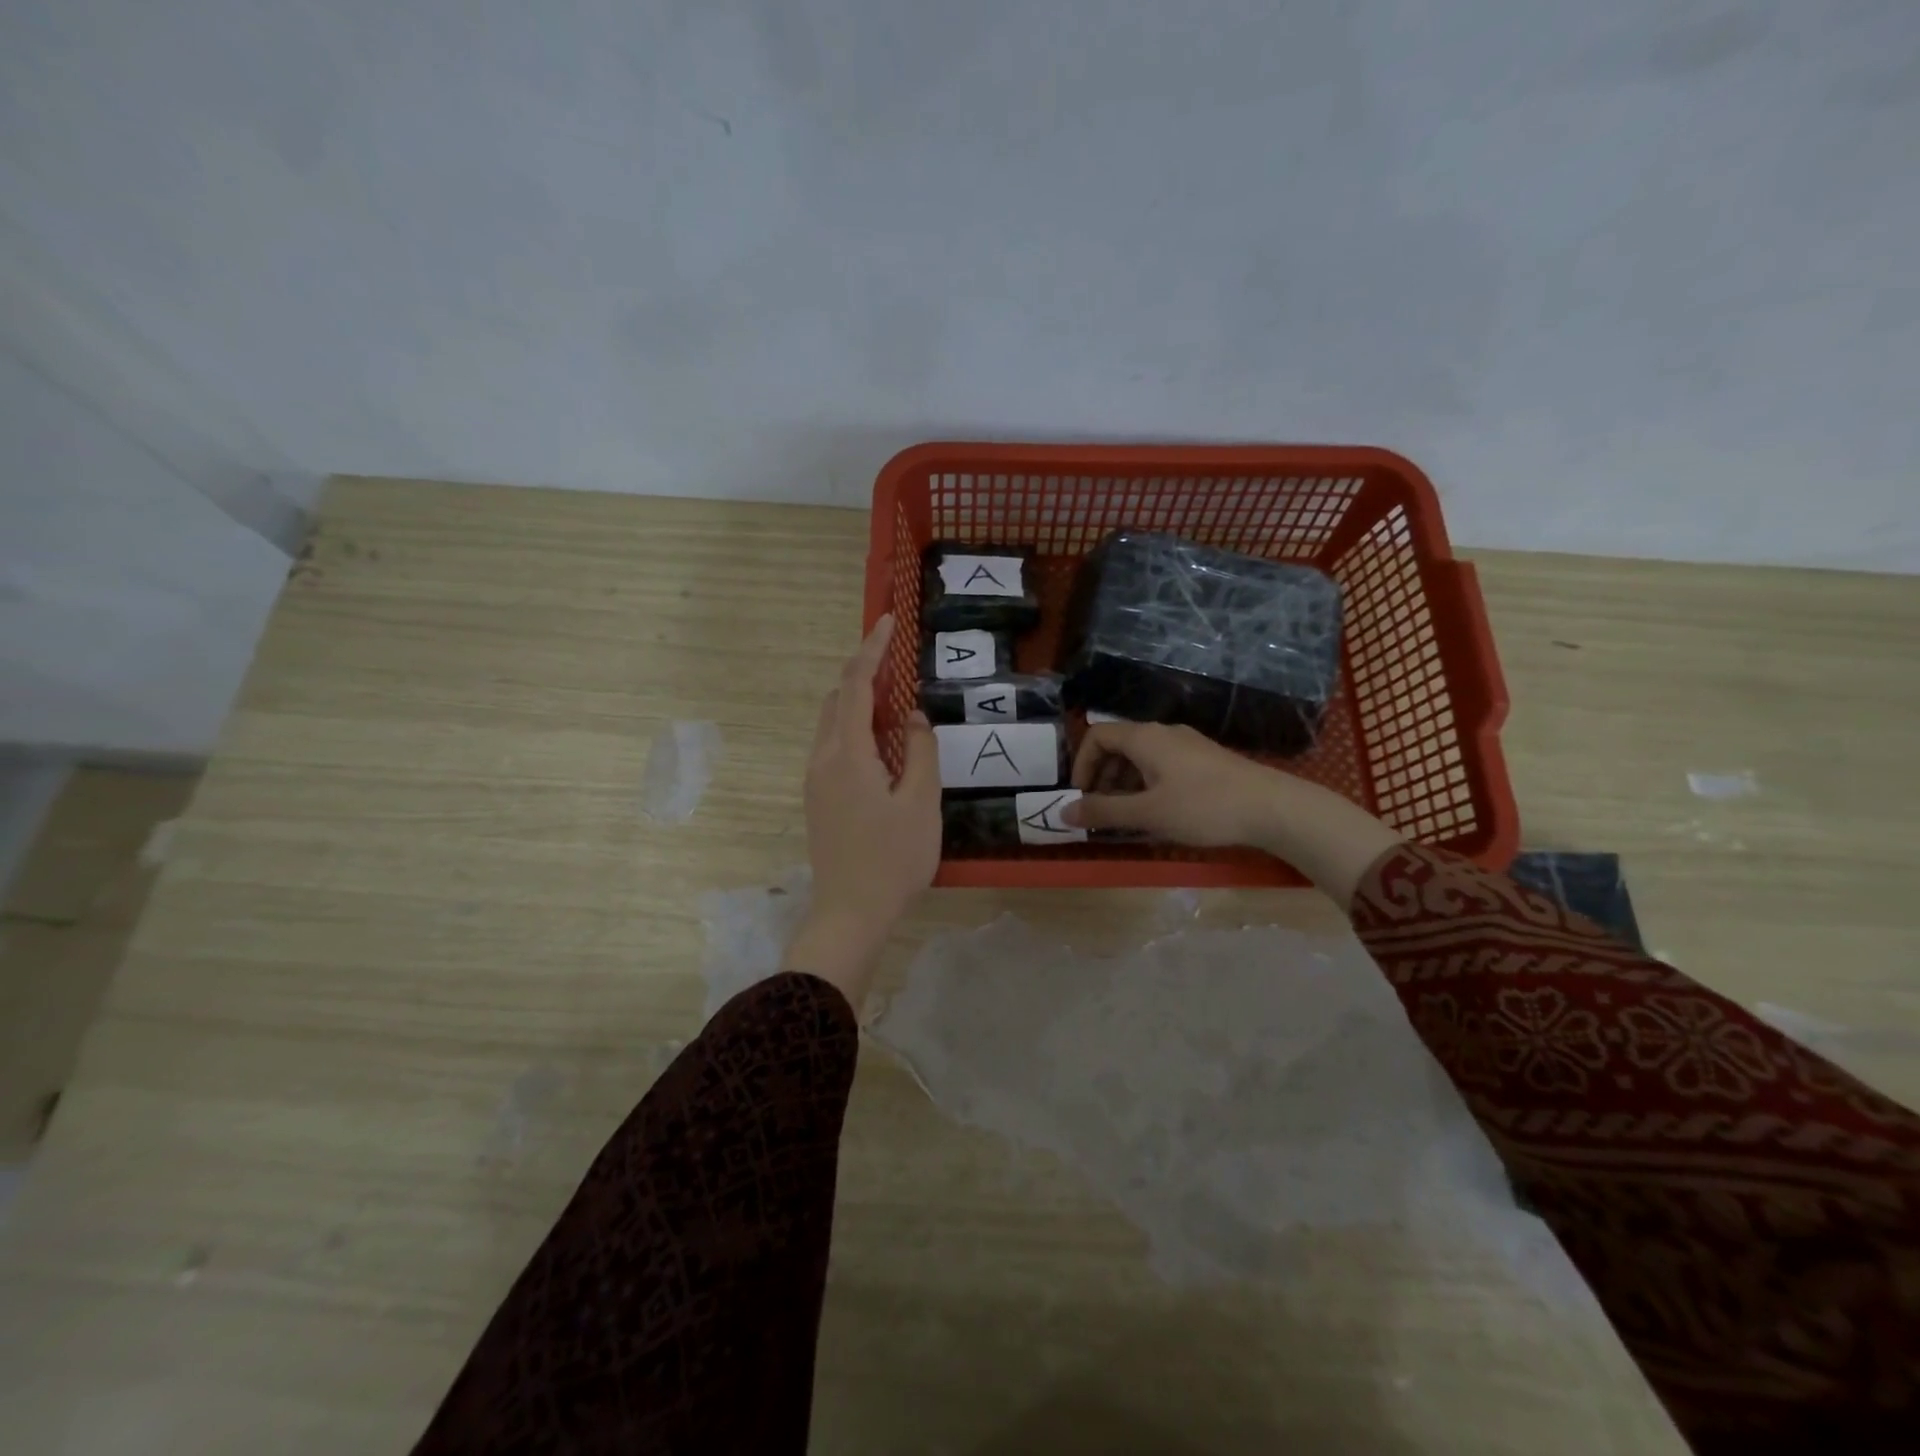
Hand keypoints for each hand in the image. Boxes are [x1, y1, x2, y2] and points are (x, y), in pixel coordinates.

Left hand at [788, 614, 940, 1005]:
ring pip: (832, 724)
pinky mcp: (817, 799)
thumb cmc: (894, 859)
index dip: (871, 650)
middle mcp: (822, 759)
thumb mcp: (921, 803)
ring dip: (859, 704)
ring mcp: (815, 780)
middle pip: (838, 700)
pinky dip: (854, 729)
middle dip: (865, 675)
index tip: (887, 622)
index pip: (856, 686)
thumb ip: (920, 751)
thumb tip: (912, 717)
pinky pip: (832, 747)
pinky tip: (881, 746)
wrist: (850, 913)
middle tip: (900, 667)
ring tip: (895, 705)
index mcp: (847, 754)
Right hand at [1062, 721, 1402, 908]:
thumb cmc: (1203, 807)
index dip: (1081, 763)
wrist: (1273, 808)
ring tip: (1127, 817)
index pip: (1097, 735)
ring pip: (1141, 757)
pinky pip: (1162, 766)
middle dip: (1101, 776)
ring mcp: (1187, 745)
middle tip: (1101, 811)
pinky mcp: (1204, 761)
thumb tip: (1063, 813)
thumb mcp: (1148, 813)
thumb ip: (1104, 812)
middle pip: (1118, 745)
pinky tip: (1158, 812)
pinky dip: (1147, 785)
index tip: (1081, 796)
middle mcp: (1163, 733)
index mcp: (1145, 738)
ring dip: (1124, 783)